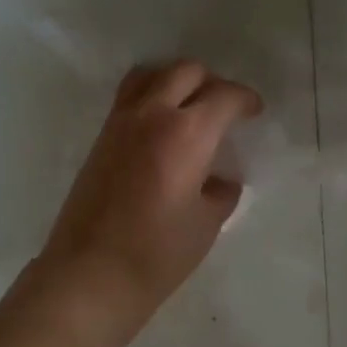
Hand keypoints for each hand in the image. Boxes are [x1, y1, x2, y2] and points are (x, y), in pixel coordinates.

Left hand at [32, 60, 261, 334]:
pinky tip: (162, 129)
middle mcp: (151, 115)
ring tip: (190, 108)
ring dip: (176, 81)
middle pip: (185, 72)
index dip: (245, 100)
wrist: (92, 274)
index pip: (223, 96)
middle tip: (224, 109)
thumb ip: (220, 192)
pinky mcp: (100, 140)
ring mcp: (119, 124)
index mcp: (187, 133)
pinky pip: (129, 98)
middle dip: (212, 83)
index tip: (254, 111)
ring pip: (150, 75)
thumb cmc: (158, 253)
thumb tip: (221, 180)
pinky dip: (151, 97)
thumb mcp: (206, 224)